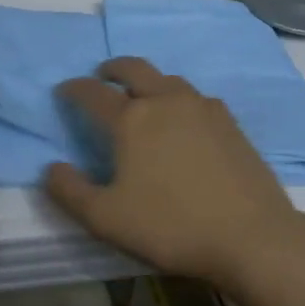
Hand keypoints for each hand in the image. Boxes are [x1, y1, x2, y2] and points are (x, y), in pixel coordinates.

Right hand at [44, 58, 304, 289]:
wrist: (252, 237)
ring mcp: (203, 109)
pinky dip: (177, 98)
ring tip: (141, 96)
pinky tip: (181, 119)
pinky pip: (196, 98)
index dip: (73, 89)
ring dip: (147, 80)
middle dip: (112, 68)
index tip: (63, 91)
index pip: (93, 93)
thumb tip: (52, 168)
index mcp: (131, 119)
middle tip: (101, 76)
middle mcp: (165, 101)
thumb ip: (70, 191)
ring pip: (168, 79)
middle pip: (134, 68)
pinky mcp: (230, 124)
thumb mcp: (105, 218)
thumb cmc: (170, 226)